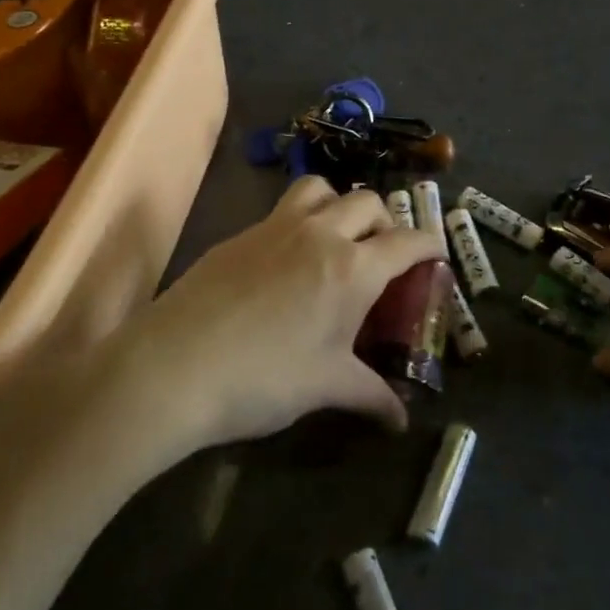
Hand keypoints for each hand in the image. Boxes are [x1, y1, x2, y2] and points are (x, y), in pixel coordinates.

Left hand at [107, 176, 442, 455]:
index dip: (430, 244)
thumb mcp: (325, 386)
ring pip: (320, 189)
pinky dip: (298, 222)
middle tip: (382, 255)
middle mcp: (319, 234)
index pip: (407, 241)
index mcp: (352, 268)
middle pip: (367, 202)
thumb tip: (401, 420)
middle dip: (385, 222)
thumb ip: (370, 395)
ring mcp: (274, 228)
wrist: (173, 367)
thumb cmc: (264, 379)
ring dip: (338, 205)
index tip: (436, 256)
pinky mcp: (239, 235)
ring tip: (335, 239)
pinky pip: (280, 211)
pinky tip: (285, 263)